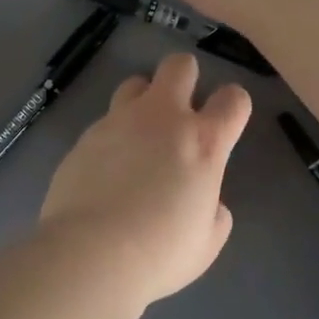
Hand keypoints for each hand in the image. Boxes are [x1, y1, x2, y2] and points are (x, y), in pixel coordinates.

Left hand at [38, 53, 252, 308]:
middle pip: (179, 66)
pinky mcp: (85, 135)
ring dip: (144, 100)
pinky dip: (113, 135)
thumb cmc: (160, 252)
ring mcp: (119, 121)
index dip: (234, 105)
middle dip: (185, 77)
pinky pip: (105, 121)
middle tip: (181, 108)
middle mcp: (162, 118)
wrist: (91, 253)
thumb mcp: (207, 242)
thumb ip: (213, 211)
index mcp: (203, 142)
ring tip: (139, 134)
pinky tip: (106, 168)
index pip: (233, 99)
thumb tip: (205, 201)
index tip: (226, 122)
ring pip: (135, 83)